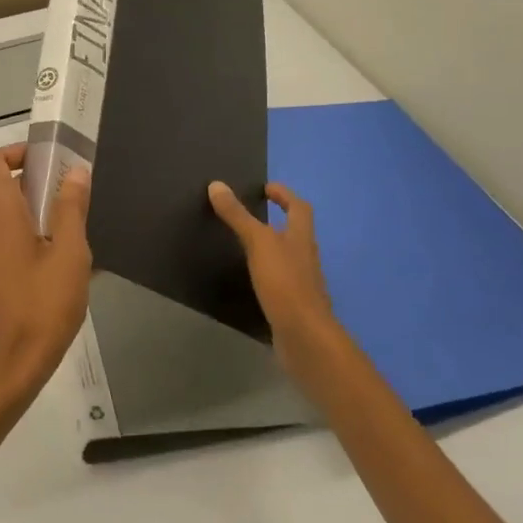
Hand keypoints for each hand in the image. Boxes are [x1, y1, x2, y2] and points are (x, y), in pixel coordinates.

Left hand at [0, 144, 92, 416]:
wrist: (10, 366)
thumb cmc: (41, 306)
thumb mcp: (69, 254)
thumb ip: (71, 209)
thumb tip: (75, 172)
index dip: (17, 152)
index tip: (50, 161)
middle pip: (5, 189)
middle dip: (40, 186)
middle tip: (77, 200)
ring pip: (11, 218)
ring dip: (41, 217)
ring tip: (78, 239)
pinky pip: (10, 242)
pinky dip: (33, 240)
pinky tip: (66, 267)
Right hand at [208, 180, 337, 355]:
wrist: (305, 337)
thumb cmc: (285, 283)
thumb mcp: (258, 243)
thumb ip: (238, 216)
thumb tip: (216, 185)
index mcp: (301, 238)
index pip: (299, 208)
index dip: (285, 195)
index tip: (266, 188)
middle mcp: (305, 257)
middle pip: (295, 232)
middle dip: (277, 220)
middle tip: (250, 212)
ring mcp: (301, 283)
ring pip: (287, 256)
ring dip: (270, 246)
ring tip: (243, 242)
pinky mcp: (291, 304)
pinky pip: (279, 280)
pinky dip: (266, 273)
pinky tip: (248, 278)